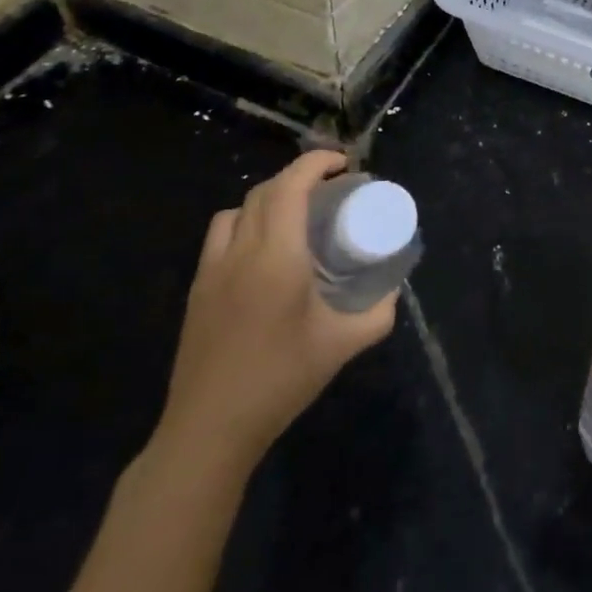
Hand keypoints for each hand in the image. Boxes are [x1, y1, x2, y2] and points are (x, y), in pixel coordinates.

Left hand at [155, 151, 396, 473]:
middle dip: (299, 176)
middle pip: (265, 190)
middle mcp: (241, 251)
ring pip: (238, 209)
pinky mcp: (198, 288)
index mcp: (277, 256)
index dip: (316, 163)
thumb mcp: (343, 345)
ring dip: (269, 197)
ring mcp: (212, 269)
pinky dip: (245, 222)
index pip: (291, 186)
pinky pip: (221, 234)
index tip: (344, 164)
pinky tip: (263, 249)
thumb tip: (393, 289)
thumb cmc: (281, 380)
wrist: (210, 428)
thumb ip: (378, 312)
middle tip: (331, 188)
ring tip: (295, 214)